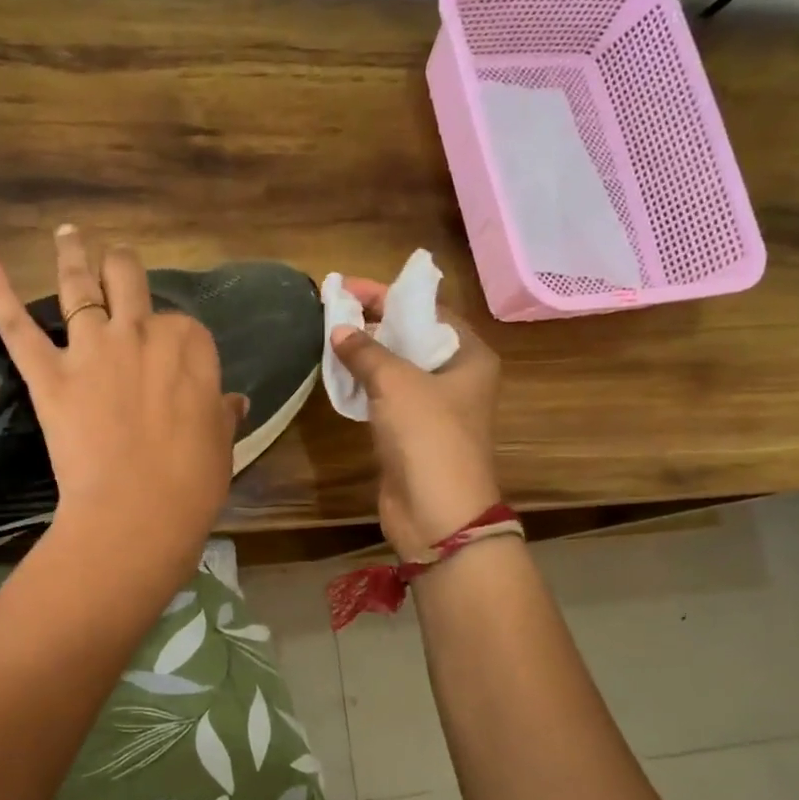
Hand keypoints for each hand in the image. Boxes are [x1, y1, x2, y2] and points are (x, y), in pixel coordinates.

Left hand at [0, 226, 245, 586]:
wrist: (137, 512)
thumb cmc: (191, 484)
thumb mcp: (221, 445)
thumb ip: (222, 415)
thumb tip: (234, 403)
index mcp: (189, 347)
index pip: (182, 325)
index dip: (174, 338)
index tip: (170, 360)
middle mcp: (140, 333)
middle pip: (129, 281)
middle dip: (122, 267)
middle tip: (115, 263)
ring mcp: (92, 349)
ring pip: (79, 287)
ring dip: (72, 255)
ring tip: (67, 234)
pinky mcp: (49, 375)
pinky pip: (19, 328)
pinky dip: (0, 294)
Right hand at [330, 278, 503, 559]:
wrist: (437, 513)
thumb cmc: (428, 437)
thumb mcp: (397, 383)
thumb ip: (366, 351)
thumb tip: (339, 330)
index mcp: (469, 356)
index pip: (428, 310)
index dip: (388, 295)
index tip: (348, 286)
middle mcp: (456, 377)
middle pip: (412, 337)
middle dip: (374, 321)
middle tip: (334, 307)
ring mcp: (434, 407)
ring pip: (397, 368)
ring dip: (366, 353)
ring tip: (329, 334)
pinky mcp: (411, 433)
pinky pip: (386, 397)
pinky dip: (364, 383)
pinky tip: (338, 373)